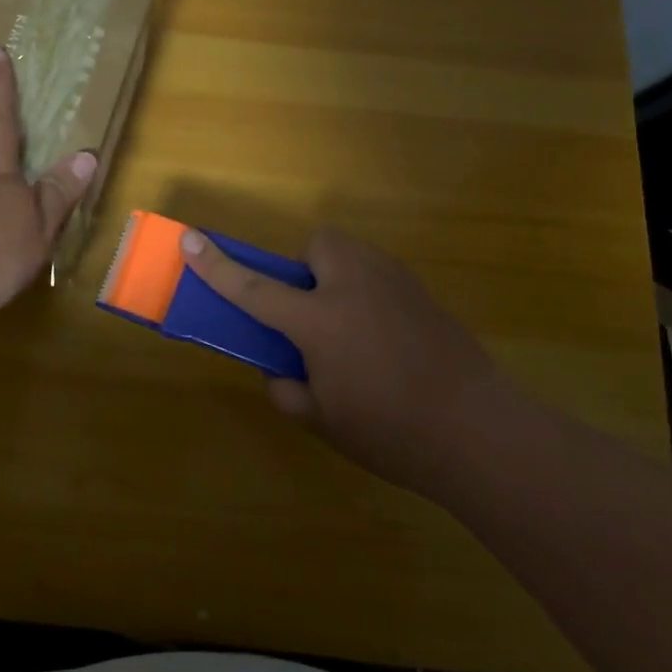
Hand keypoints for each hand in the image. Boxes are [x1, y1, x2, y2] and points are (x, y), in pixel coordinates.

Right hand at [180, 226, 506, 490]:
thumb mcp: (323, 421)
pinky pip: (378, 275)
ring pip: (350, 255)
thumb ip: (287, 389)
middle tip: (312, 315)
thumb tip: (279, 369)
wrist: (481, 431)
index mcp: (320, 321)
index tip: (189, 240)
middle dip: (306, 269)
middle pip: (317, 245)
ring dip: (337, 278)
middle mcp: (354, 285)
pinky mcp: (421, 290)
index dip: (215, 265)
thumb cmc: (392, 432)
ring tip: (353, 330)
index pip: (253, 288)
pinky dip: (368, 293)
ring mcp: (393, 282)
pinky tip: (387, 339)